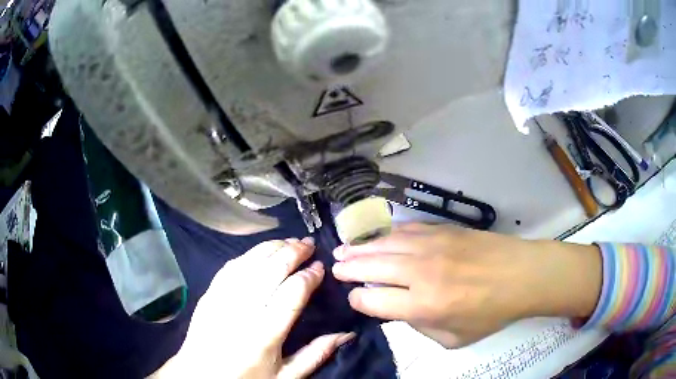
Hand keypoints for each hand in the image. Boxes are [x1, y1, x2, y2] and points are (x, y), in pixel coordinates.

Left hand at [154, 238, 354, 378]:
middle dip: (293, 252)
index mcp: (265, 334)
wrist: (200, 377)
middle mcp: (242, 310)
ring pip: (249, 262)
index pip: (291, 293)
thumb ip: (316, 354)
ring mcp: (221, 298)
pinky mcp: (208, 294)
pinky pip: (230, 267)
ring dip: (271, 247)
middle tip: (309, 244)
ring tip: (289, 241)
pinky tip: (260, 252)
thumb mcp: (286, 377)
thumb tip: (346, 334)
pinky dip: (248, 255)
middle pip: (270, 270)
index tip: (320, 266)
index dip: (309, 276)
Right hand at [332, 224, 601, 347]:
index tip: (355, 300)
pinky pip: (404, 230)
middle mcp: (420, 273)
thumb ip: (421, 327)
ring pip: (383, 245)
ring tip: (342, 250)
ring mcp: (430, 247)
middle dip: (348, 269)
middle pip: (371, 267)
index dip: (358, 301)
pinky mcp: (441, 230)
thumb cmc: (491, 312)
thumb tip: (399, 310)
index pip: (374, 301)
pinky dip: (385, 234)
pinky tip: (376, 237)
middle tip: (335, 268)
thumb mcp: (454, 338)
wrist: (521, 274)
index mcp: (423, 305)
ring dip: (359, 248)